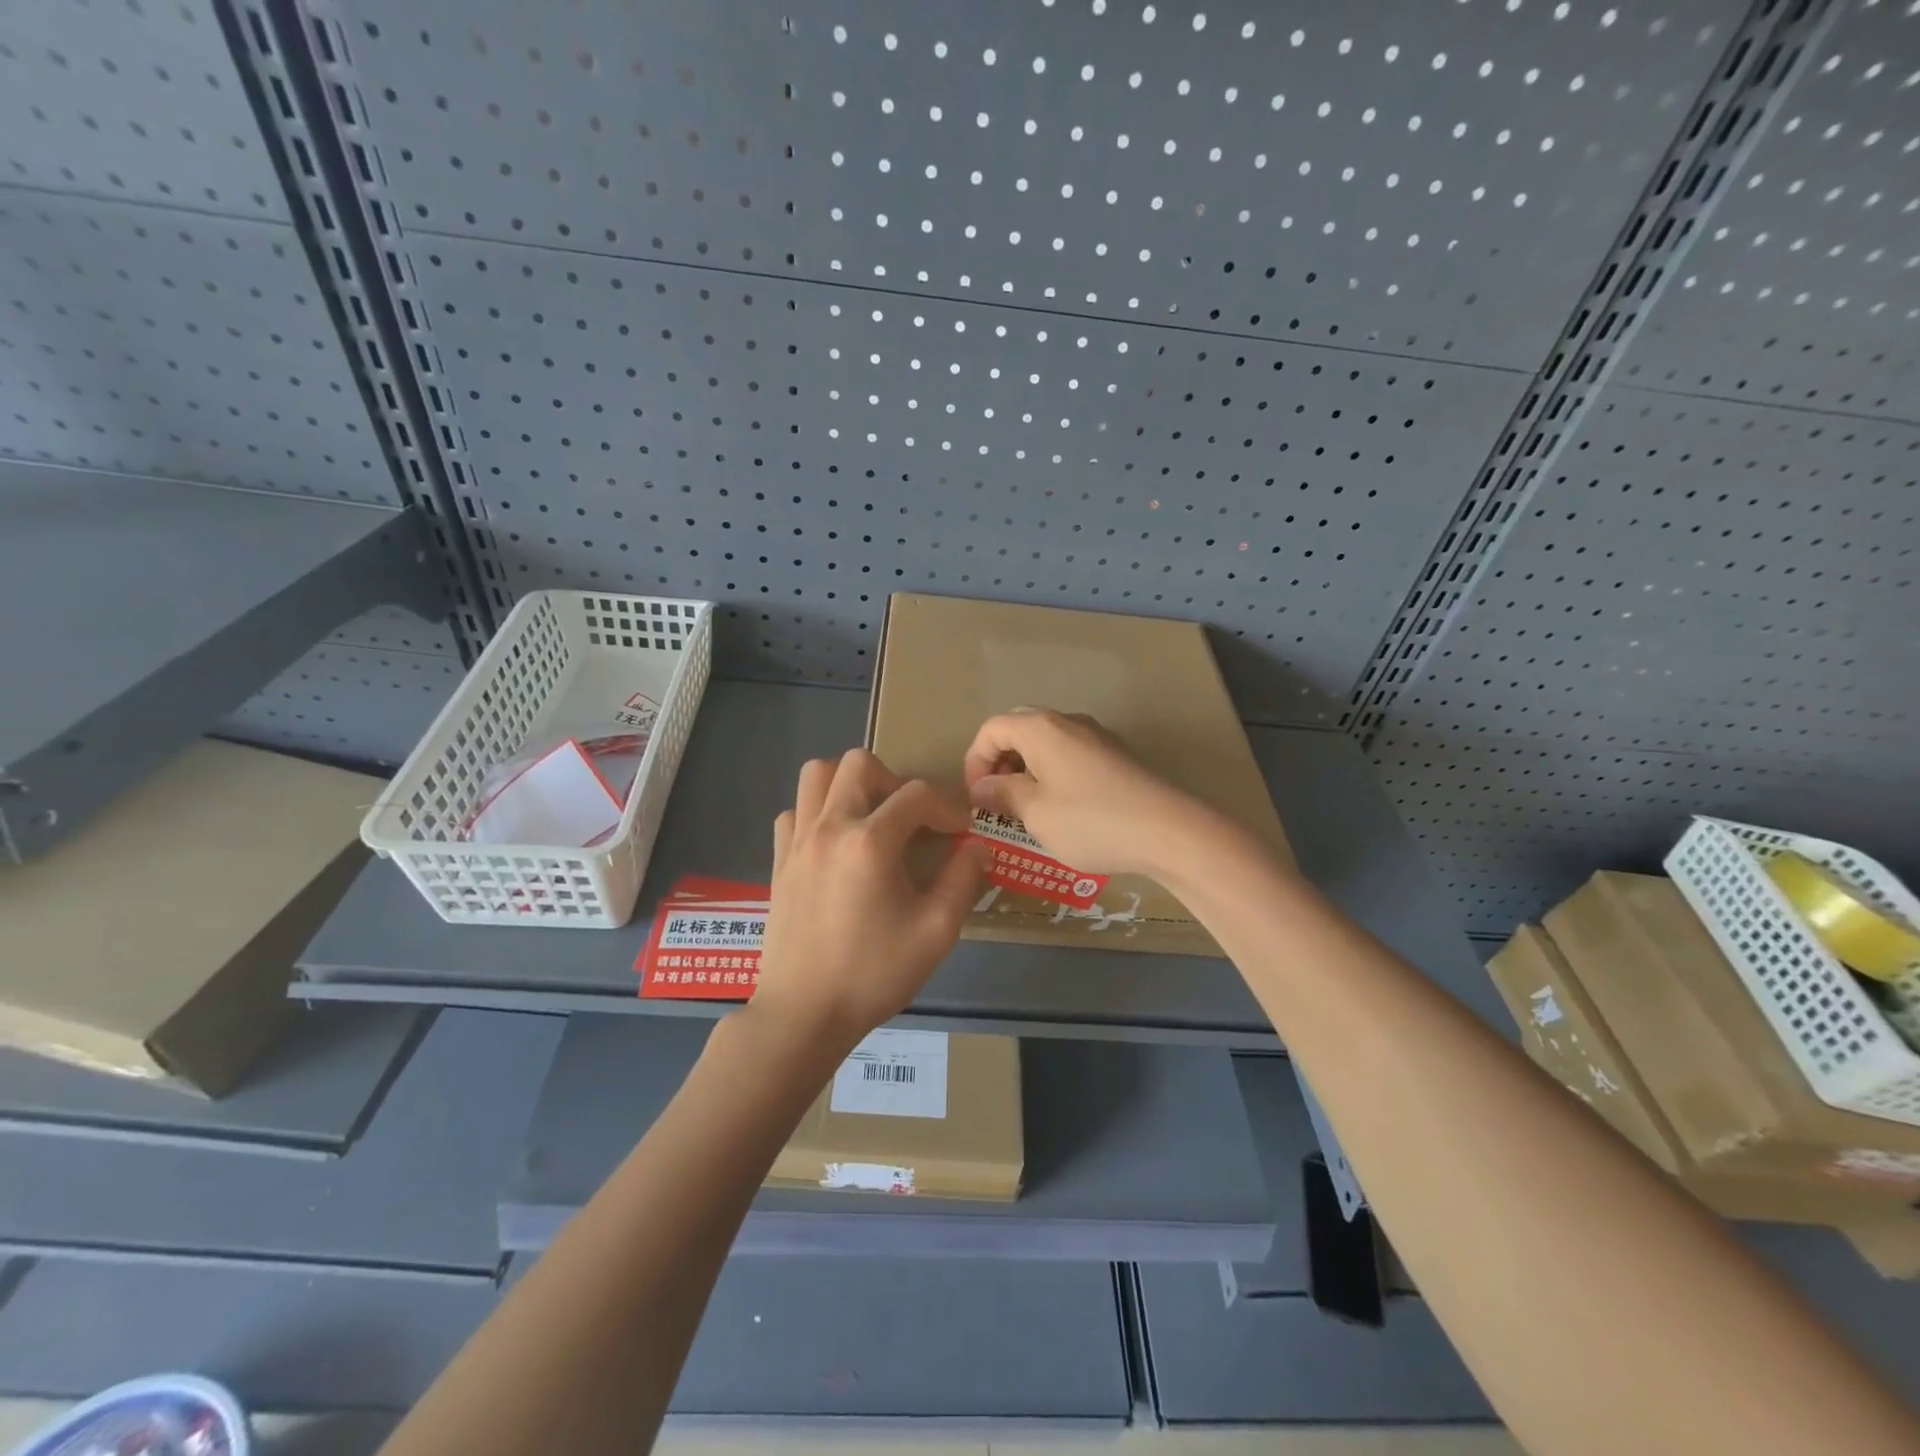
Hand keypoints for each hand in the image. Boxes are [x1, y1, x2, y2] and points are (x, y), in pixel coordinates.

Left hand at [752, 748, 988, 1051]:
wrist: (804, 1013)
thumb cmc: (874, 973)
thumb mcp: (935, 931)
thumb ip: (963, 880)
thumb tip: (978, 846)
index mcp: (870, 841)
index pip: (917, 794)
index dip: (947, 807)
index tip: (960, 833)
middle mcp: (829, 826)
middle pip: (860, 763)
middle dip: (895, 780)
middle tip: (911, 819)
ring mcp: (798, 840)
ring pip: (818, 775)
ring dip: (850, 784)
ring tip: (871, 818)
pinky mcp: (779, 860)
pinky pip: (796, 810)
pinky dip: (818, 812)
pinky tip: (836, 844)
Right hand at [962, 708, 1211, 877]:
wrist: (1169, 831)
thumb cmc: (1091, 821)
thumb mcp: (1036, 813)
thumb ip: (1003, 794)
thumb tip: (982, 787)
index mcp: (1041, 728)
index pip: (991, 729)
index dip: (975, 761)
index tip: (977, 798)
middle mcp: (1068, 722)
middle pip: (1018, 728)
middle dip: (999, 761)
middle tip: (996, 799)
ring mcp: (1097, 736)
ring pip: (1046, 741)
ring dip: (1026, 768)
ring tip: (1026, 808)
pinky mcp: (1117, 755)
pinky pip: (1071, 753)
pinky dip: (1053, 772)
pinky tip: (1061, 808)